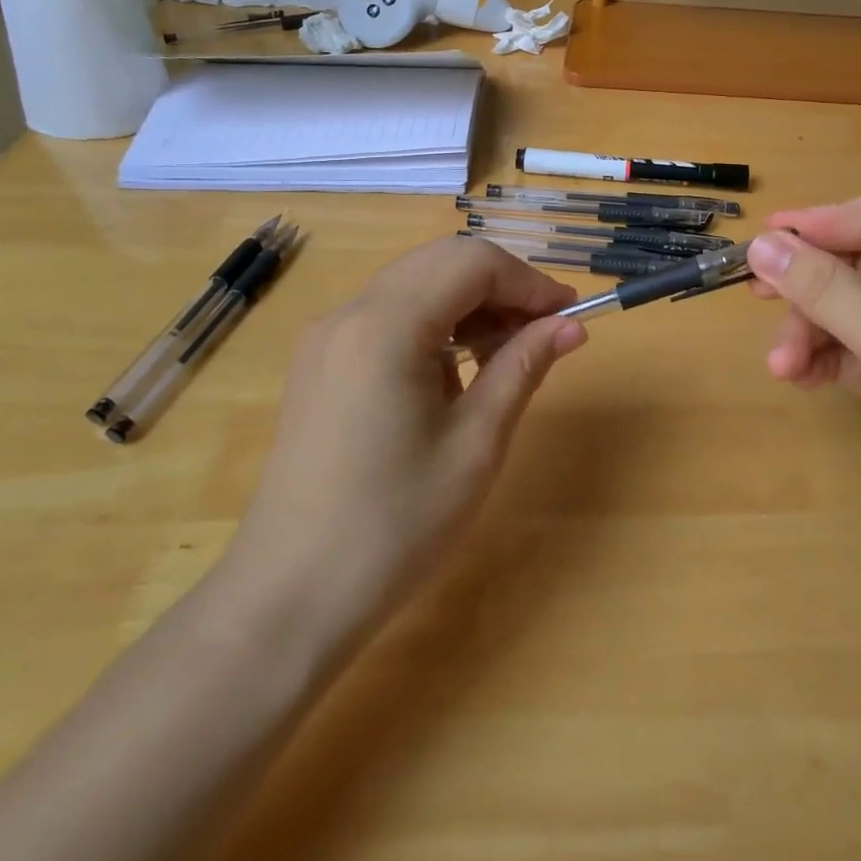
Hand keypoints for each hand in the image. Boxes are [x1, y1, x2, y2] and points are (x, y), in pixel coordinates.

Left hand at [227, 238, 585, 632]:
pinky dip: (436, 323)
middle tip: (544, 331)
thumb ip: (523, 367)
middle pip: (442, 261)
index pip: (473, 263)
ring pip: (416, 283)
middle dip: (502, 285)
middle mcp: (350, 312)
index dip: (529, 282)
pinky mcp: (321, 362)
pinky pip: (390, 314)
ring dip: (470, 303)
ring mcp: (329, 336)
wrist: (289, 599)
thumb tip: (571, 325)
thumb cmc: (394, 524)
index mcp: (386, 324)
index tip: (568, 316)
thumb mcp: (475, 443)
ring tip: (508, 353)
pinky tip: (458, 371)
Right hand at [746, 196, 860, 588]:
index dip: (819, 224)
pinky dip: (825, 361)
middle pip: (856, 266)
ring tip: (782, 367)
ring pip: (848, 313)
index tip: (763, 241)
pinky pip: (854, 353)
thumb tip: (760, 244)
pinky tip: (799, 379)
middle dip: (808, 286)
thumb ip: (825, 288)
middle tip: (756, 297)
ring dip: (810, 333)